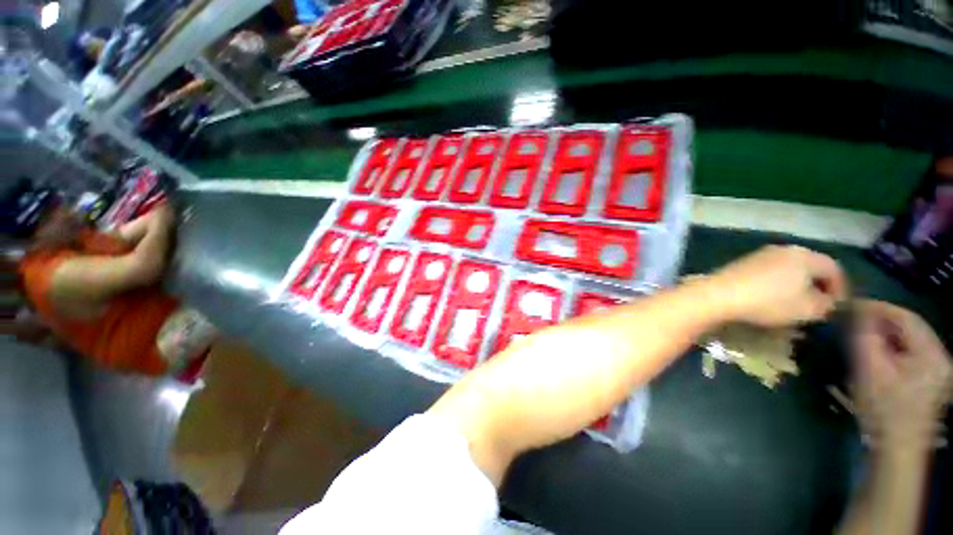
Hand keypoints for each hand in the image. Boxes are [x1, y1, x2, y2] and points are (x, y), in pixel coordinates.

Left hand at [708, 245, 846, 326]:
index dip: (840, 289)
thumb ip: (827, 305)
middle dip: (817, 286)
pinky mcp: (742, 263)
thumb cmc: (770, 301)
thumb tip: (828, 301)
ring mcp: (760, 254)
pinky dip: (776, 284)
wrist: (719, 294)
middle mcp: (784, 249)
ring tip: (795, 304)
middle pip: (810, 266)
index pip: (834, 268)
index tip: (837, 307)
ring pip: (788, 269)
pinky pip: (769, 272)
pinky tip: (771, 298)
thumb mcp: (809, 309)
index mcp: (805, 255)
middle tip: (818, 306)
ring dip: (796, 285)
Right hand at [851, 300, 951, 448]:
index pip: (905, 317)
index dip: (878, 307)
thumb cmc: (882, 408)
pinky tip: (880, 354)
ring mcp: (940, 369)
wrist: (896, 447)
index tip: (852, 305)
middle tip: (855, 321)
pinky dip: (895, 348)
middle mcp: (941, 356)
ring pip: (912, 340)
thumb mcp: (868, 369)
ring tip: (864, 336)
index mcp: (931, 352)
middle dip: (882, 322)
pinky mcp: (934, 379)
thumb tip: (857, 310)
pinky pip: (913, 353)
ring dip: (888, 335)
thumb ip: (864, 336)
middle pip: (911, 328)